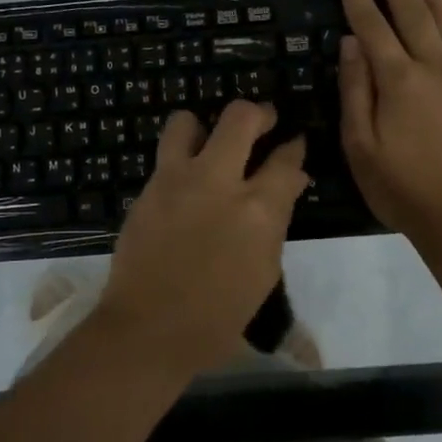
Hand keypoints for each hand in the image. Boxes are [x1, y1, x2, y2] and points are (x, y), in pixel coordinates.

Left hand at [92, 102, 307, 377]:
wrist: (149, 328)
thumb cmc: (218, 315)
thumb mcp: (263, 271)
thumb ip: (275, 220)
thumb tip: (287, 185)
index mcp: (257, 210)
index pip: (285, 160)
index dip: (294, 147)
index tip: (294, 144)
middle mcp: (217, 181)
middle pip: (241, 117)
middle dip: (259, 113)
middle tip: (264, 121)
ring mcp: (176, 180)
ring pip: (188, 120)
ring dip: (205, 126)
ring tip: (211, 142)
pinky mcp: (148, 188)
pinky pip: (167, 155)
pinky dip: (181, 158)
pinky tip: (187, 179)